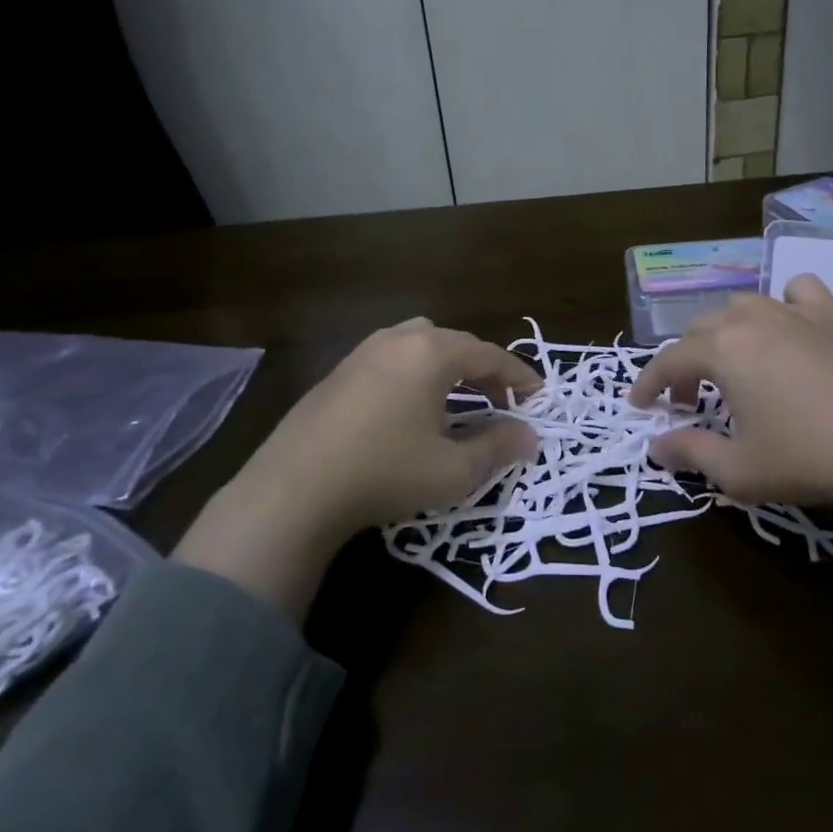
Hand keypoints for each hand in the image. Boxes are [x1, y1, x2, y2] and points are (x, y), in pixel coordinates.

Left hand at [175, 319, 540, 615]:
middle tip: (500, 400)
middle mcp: (397, 340)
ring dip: (446, 365)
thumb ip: (498, 447)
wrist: (293, 490)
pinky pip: (390, 358)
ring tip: (456, 398)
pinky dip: (414, 372)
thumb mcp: (453, 469)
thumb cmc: (384, 473)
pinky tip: (409, 408)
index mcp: (431, 354)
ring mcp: (362, 353)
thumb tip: (529, 436)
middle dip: (483, 368)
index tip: (539, 396)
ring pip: (418, 343)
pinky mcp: (337, 372)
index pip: (489, 355)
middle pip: (454, 341)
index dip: (519, 376)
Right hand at [635, 275, 832, 674]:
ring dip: (724, 333)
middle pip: (702, 329)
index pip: (669, 359)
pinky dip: (783, 303)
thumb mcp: (738, 469)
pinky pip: (799, 293)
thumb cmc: (808, 460)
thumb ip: (690, 452)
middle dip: (685, 363)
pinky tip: (789, 328)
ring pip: (743, 305)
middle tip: (687, 402)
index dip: (649, 382)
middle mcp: (753, 319)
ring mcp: (797, 314)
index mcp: (723, 350)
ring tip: (731, 366)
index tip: (639, 405)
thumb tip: (656, 447)